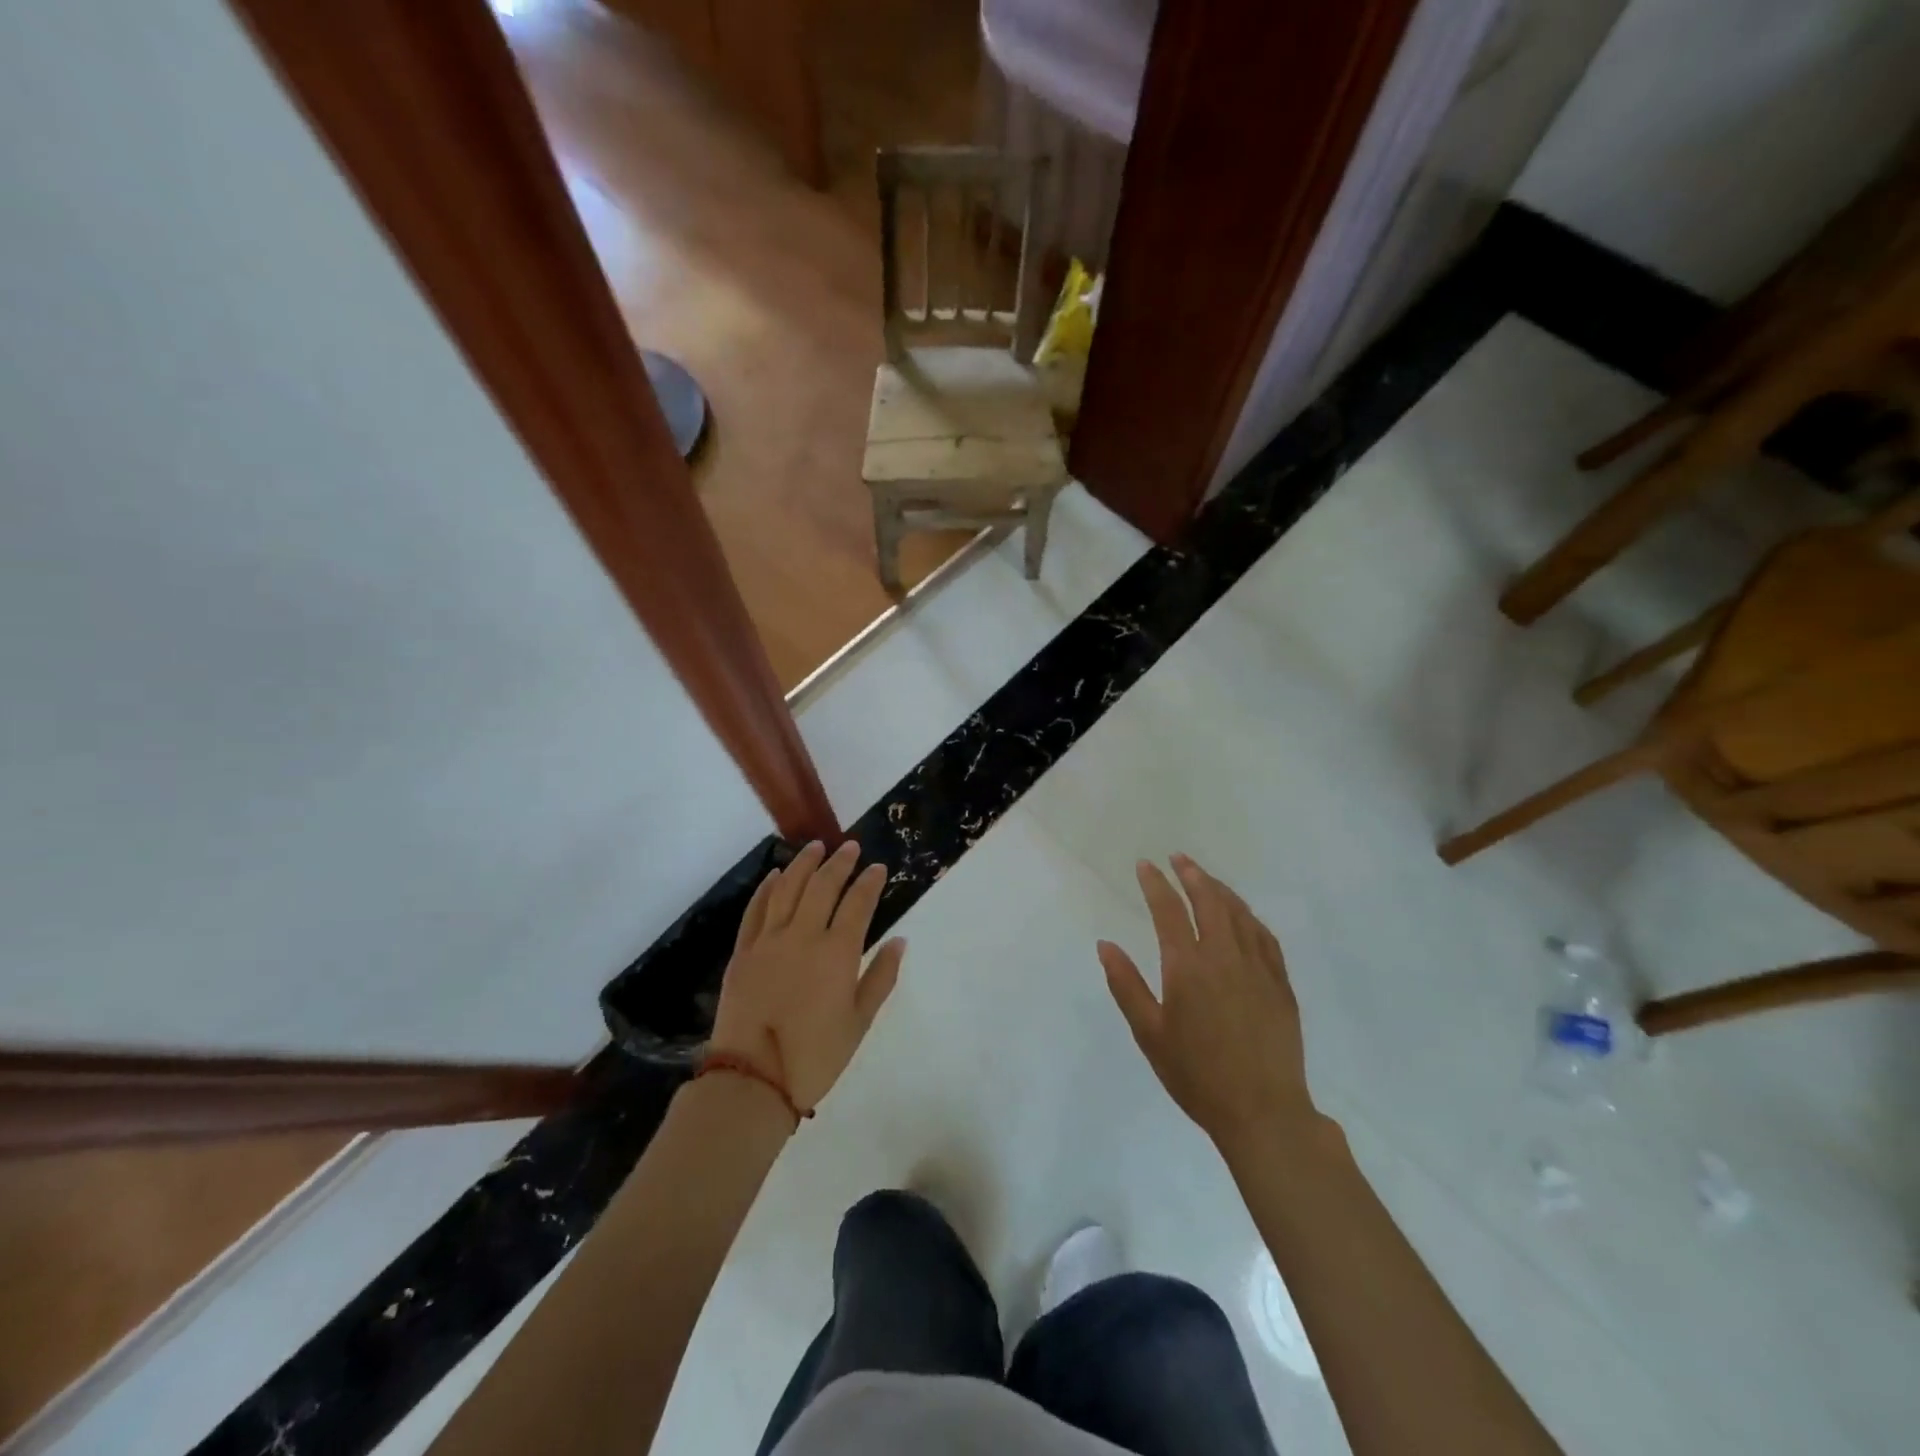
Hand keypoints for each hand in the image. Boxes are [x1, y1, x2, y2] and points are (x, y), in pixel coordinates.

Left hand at [708, 841, 905, 1115]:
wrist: (752, 1079)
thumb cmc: (815, 1056)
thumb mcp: (860, 1022)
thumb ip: (881, 977)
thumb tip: (899, 940)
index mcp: (837, 952)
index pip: (858, 903)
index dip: (869, 881)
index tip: (877, 867)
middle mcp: (803, 935)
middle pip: (823, 885)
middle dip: (839, 862)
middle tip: (849, 847)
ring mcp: (768, 940)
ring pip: (787, 888)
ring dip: (803, 863)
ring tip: (815, 846)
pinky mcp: (743, 952)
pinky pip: (756, 909)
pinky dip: (767, 888)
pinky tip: (775, 875)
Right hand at [1099, 854, 1313, 1152]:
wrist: (1263, 1112)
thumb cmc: (1197, 1075)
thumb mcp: (1149, 1033)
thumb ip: (1126, 985)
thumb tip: (1105, 945)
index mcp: (1188, 966)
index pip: (1169, 910)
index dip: (1155, 884)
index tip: (1145, 865)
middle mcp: (1224, 956)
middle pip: (1209, 900)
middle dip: (1191, 874)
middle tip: (1178, 858)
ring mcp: (1258, 968)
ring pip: (1239, 913)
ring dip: (1220, 889)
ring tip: (1205, 878)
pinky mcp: (1280, 984)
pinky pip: (1265, 937)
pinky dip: (1249, 916)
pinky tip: (1243, 915)